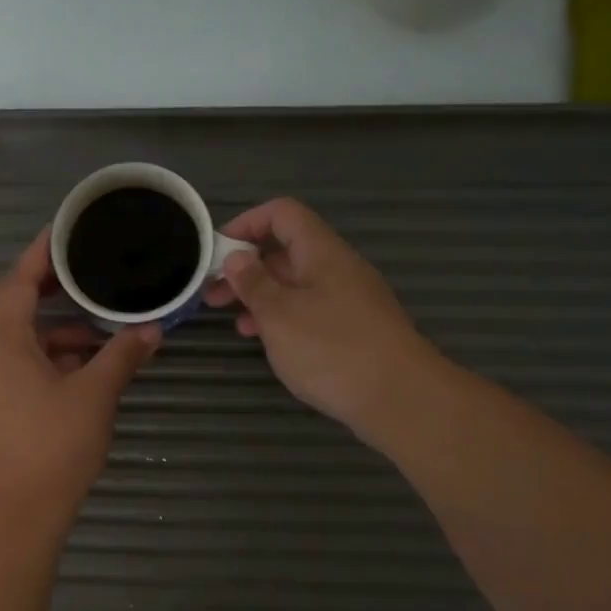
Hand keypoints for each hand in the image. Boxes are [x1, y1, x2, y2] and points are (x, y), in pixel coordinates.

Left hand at [0, 230, 160, 525]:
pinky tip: (73, 370)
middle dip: (26, 288)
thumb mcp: (96, 395)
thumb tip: (152, 330)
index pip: (18, 281)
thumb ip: (122, 356)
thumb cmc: (53, 446)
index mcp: (1, 340)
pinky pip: (3, 363)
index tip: (63, 232)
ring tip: (89, 336)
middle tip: (68, 285)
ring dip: (37, 328)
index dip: (41, 254)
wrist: (14, 511)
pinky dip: (32, 355)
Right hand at [204, 198, 435, 441]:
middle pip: (286, 250)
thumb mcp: (279, 314)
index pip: (282, 213)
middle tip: (211, 294)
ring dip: (260, 296)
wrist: (399, 397)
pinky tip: (265, 340)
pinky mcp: (352, 329)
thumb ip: (254, 283)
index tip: (217, 252)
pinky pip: (309, 310)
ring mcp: (348, 299)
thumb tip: (237, 257)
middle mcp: (336, 267)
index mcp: (320, 251)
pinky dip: (282, 318)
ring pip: (295, 284)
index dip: (246, 223)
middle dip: (245, 267)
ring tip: (233, 320)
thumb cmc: (332, 349)